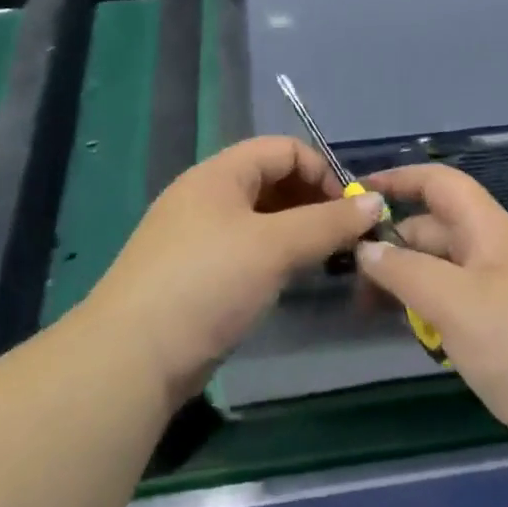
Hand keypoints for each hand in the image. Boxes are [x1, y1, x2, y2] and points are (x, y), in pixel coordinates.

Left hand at [83, 136, 385, 404]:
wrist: (131, 357)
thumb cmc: (208, 282)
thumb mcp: (275, 247)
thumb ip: (328, 223)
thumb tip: (376, 202)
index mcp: (219, 174)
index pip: (283, 149)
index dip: (322, 171)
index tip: (349, 211)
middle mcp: (206, 196)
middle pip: (271, 180)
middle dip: (312, 202)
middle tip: (342, 239)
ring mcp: (196, 235)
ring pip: (259, 218)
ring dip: (296, 231)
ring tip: (323, 260)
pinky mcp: (193, 273)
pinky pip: (244, 248)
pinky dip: (273, 255)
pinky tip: (287, 280)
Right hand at [359, 164, 507, 483]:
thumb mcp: (456, 303)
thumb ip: (406, 271)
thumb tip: (366, 249)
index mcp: (492, 232)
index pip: (442, 184)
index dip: (400, 180)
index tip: (358, 193)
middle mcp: (498, 254)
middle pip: (438, 230)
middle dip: (394, 243)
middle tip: (350, 276)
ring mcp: (505, 293)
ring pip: (445, 271)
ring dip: (409, 281)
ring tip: (371, 309)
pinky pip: (459, 305)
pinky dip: (431, 310)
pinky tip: (415, 334)